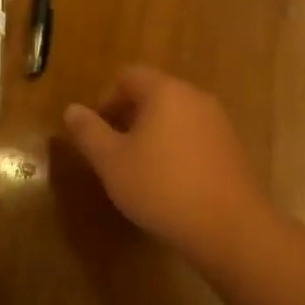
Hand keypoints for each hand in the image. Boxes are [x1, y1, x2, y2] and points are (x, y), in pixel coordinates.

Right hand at [63, 66, 272, 266]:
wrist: (230, 229)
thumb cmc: (162, 187)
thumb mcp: (111, 162)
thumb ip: (89, 132)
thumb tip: (72, 110)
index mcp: (165, 91)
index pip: (128, 76)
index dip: (106, 99)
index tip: (98, 132)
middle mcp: (195, 97)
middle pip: (153, 94)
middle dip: (129, 117)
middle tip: (114, 152)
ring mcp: (218, 122)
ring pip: (175, 116)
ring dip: (153, 134)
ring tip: (140, 169)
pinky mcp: (232, 149)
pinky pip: (194, 136)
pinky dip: (176, 149)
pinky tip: (170, 183)